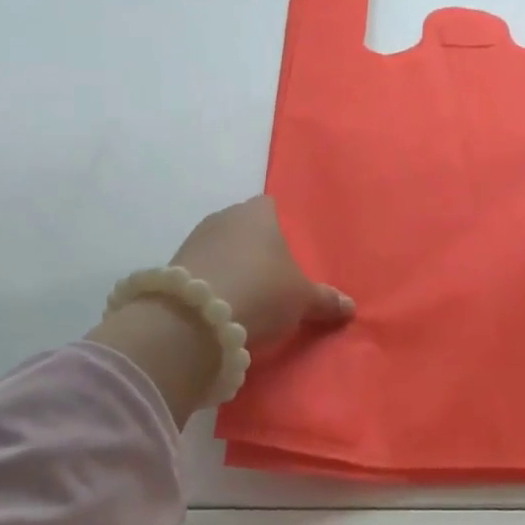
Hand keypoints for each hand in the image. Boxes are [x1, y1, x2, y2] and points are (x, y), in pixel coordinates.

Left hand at [169, 195, 353, 346]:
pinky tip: (221, 304)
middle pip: (244, 226)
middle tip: (272, 277)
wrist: (195, 318)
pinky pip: (202, 268)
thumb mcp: (302, 300)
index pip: (270, 206)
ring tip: (246, 295)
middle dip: (255, 247)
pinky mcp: (174, 265)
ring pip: (220, 247)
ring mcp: (195, 239)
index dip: (279, 226)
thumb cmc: (261, 292)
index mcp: (259, 213)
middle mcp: (224, 217)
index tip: (288, 251)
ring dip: (230, 264)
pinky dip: (212, 281)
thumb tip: (350, 306)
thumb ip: (325, 300)